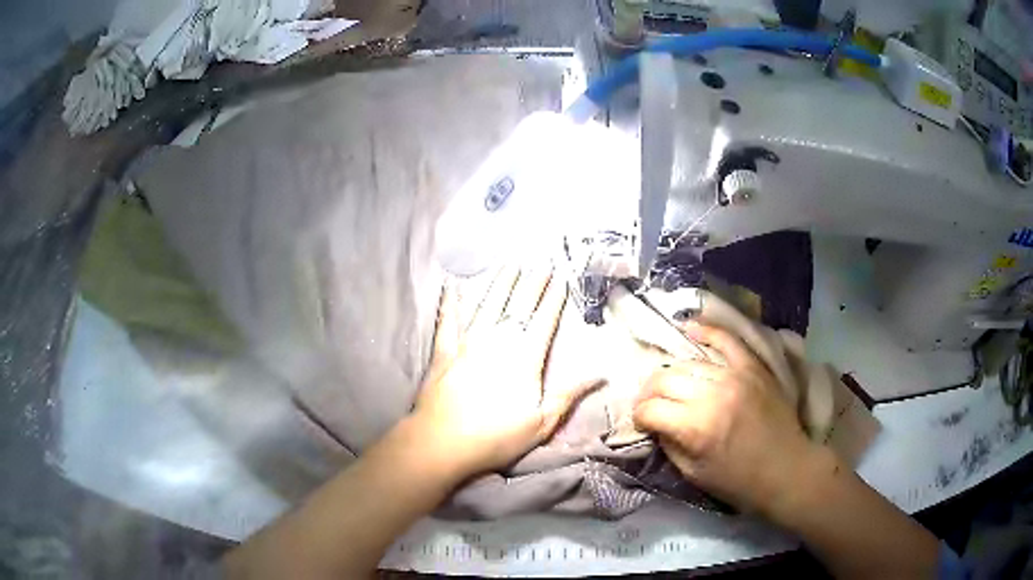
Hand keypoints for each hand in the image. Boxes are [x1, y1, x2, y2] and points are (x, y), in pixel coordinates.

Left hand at [412, 264, 601, 477]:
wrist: (443, 443)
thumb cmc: (496, 437)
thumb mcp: (542, 423)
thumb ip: (569, 395)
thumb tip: (601, 375)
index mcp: (524, 359)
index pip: (543, 321)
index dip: (553, 298)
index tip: (561, 277)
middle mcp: (497, 342)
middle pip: (518, 306)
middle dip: (532, 282)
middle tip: (541, 261)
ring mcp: (467, 343)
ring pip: (487, 305)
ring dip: (500, 283)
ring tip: (510, 263)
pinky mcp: (443, 351)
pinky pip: (447, 321)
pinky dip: (450, 303)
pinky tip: (451, 286)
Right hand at [632, 323, 824, 518]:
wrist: (786, 469)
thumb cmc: (738, 481)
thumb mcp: (693, 474)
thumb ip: (669, 445)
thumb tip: (656, 423)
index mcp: (696, 428)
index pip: (651, 409)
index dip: (639, 416)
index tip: (642, 423)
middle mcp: (712, 395)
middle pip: (665, 379)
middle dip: (649, 393)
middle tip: (651, 404)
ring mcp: (735, 376)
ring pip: (689, 363)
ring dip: (672, 373)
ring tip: (669, 383)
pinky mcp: (753, 367)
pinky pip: (726, 340)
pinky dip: (706, 330)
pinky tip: (690, 328)